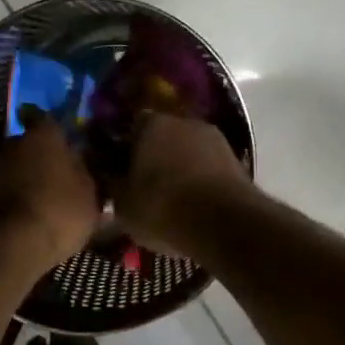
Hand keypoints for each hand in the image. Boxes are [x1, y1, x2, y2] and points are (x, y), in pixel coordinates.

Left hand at [0, 114, 101, 268]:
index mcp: (44, 135)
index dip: (49, 125)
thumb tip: (86, 165)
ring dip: (25, 174)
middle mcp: (15, 142)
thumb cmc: (61, 210)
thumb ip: (88, 174)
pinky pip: (4, 186)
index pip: (42, 116)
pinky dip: (14, 193)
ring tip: (42, 192)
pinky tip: (28, 208)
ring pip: (15, 164)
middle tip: (56, 169)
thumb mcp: (91, 195)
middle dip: (39, 153)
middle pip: (28, 142)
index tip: (58, 134)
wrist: (14, 244)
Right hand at [113, 113, 249, 254]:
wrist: (224, 224)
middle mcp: (184, 121)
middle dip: (154, 156)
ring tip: (172, 198)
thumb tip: (109, 175)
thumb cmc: (162, 207)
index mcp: (151, 123)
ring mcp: (214, 138)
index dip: (124, 148)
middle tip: (145, 185)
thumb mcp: (122, 203)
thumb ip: (112, 183)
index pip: (131, 126)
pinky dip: (200, 180)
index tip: (120, 170)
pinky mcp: (236, 160)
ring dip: (180, 167)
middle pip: (162, 136)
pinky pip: (208, 167)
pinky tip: (194, 204)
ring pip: (187, 151)